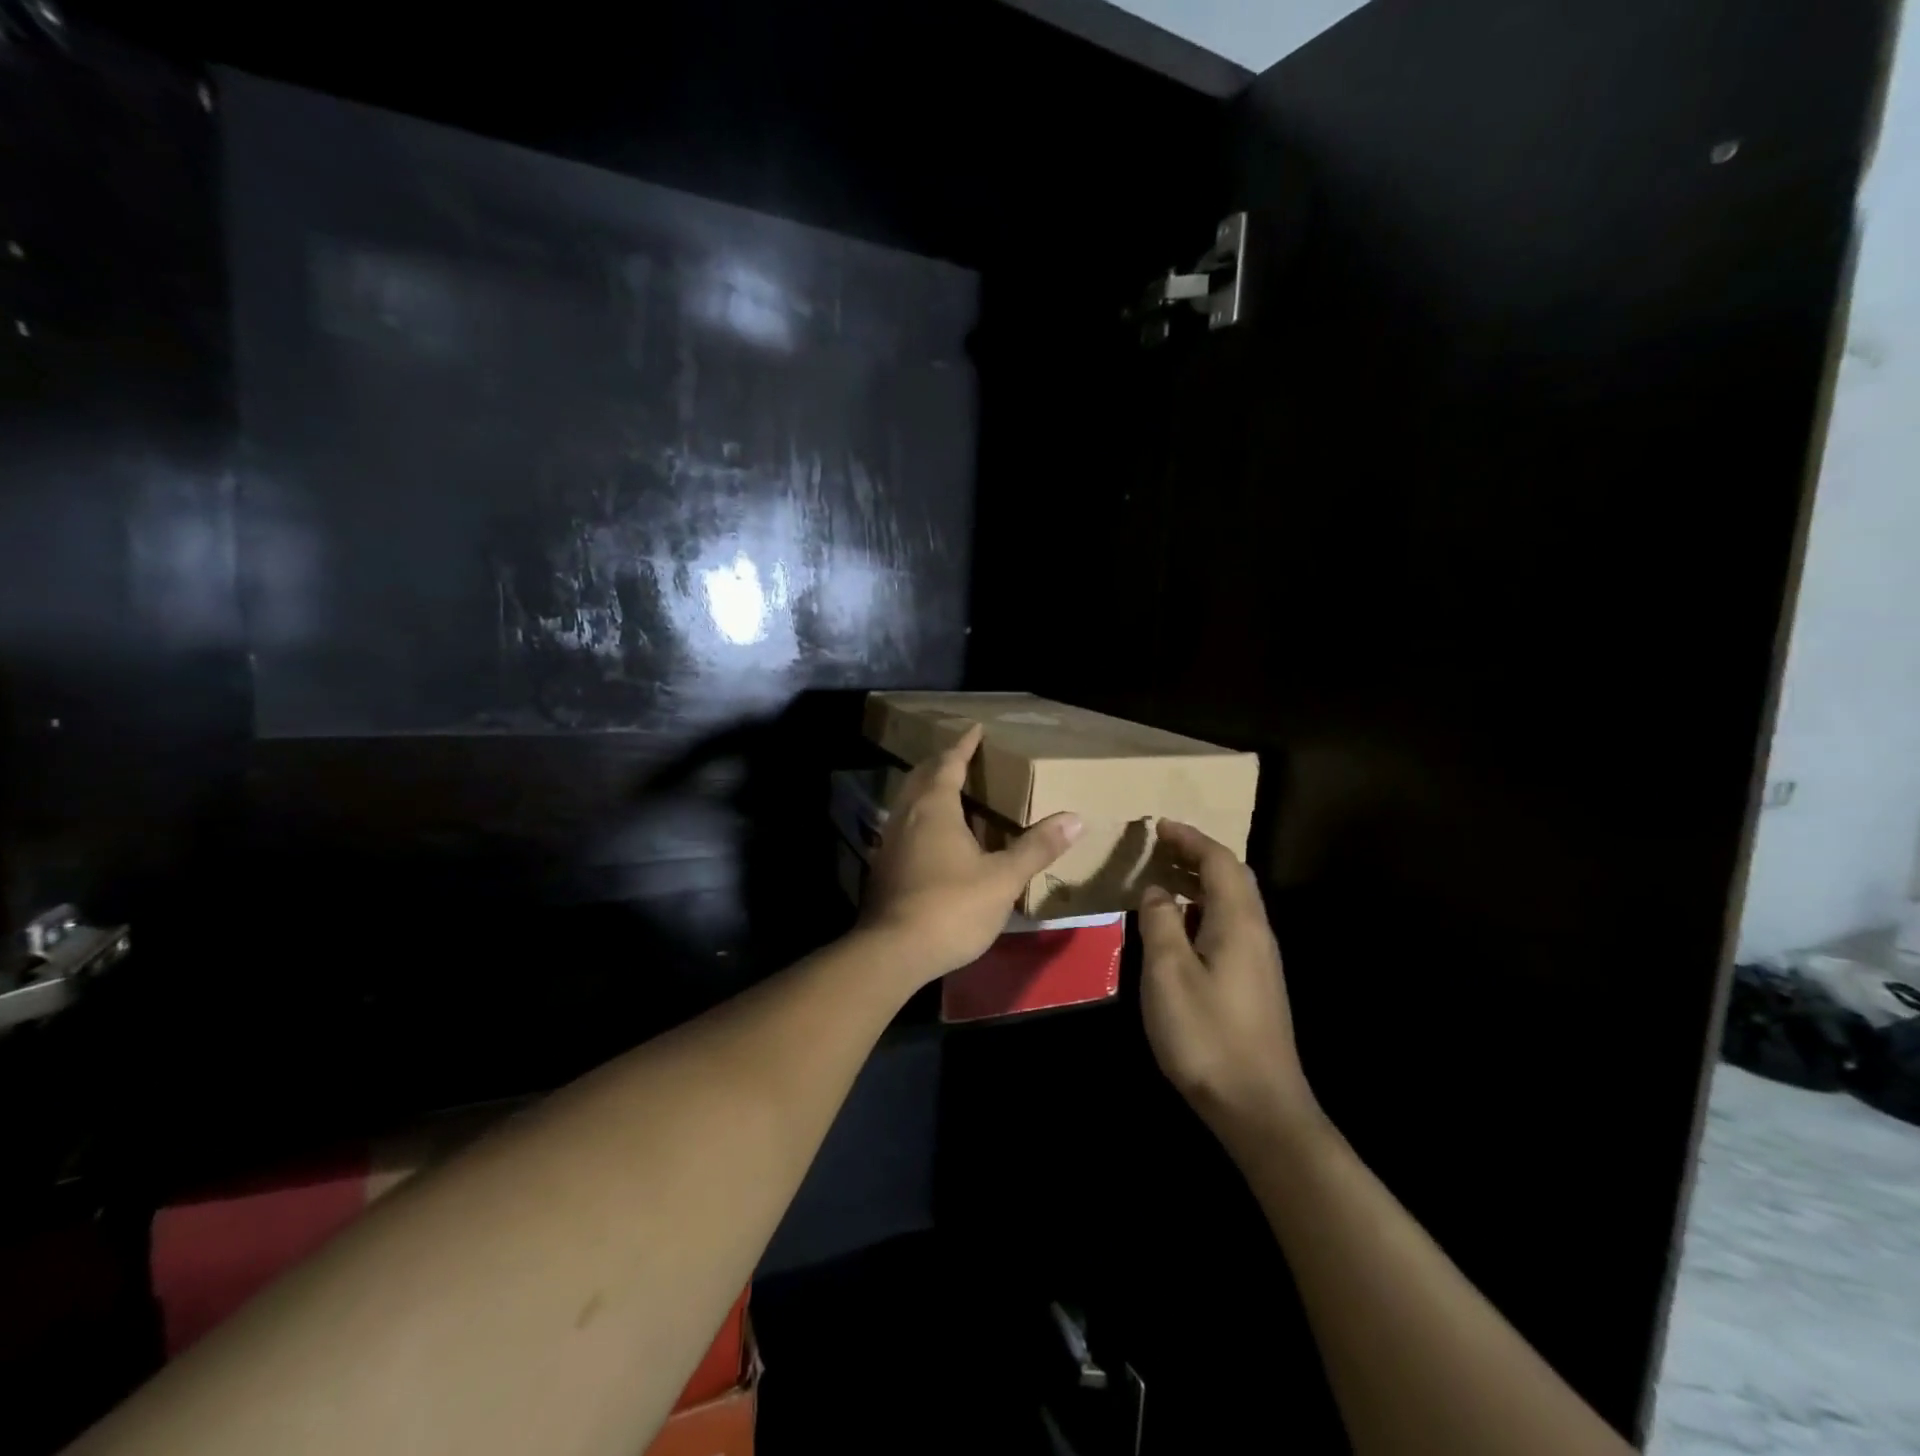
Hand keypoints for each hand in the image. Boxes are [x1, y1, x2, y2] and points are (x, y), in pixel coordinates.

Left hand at [859, 724, 1082, 984]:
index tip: (976, 728)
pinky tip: (936, 837)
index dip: (964, 745)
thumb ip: (1036, 848)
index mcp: (935, 807)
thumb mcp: (1003, 879)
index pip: (949, 762)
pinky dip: (921, 817)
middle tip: (964, 756)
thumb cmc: (952, 907)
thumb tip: (1075, 818)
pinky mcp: (884, 866)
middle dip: (943, 762)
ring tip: (952, 791)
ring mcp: (890, 841)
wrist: (893, 951)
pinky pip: (904, 825)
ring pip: (909, 801)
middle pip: (923, 776)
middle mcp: (907, 815)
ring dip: (928, 789)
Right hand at [1139, 822, 1321, 1148]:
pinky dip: (1203, 907)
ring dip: (1200, 880)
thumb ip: (1161, 922)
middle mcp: (1255, 932)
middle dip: (1197, 854)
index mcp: (1238, 922)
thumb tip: (1157, 890)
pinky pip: (1228, 923)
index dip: (1189, 838)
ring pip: (1232, 901)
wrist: (1258, 1106)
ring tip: (1163, 876)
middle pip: (1232, 876)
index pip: (1219, 861)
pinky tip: (1179, 925)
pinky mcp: (1253, 982)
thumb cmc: (1207, 1035)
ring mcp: (1258, 959)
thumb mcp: (1169, 973)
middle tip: (1159, 846)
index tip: (1158, 825)